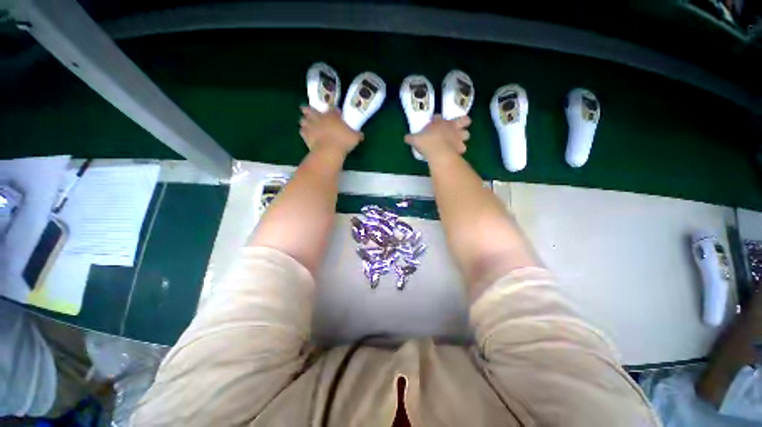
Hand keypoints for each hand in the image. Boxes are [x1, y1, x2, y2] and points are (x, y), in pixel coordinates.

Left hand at [299, 106, 362, 155]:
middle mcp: (320, 118)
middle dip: (308, 109)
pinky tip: (304, 133)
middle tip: (306, 109)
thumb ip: (357, 135)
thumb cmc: (343, 141)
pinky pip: (302, 132)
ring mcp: (311, 126)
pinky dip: (303, 132)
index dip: (333, 111)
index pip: (332, 109)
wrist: (329, 151)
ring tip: (304, 122)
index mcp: (332, 116)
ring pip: (303, 120)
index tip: (335, 113)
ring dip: (304, 120)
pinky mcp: (306, 136)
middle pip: (310, 110)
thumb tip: (361, 135)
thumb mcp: (355, 138)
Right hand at [404, 115, 470, 161]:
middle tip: (457, 128)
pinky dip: (460, 149)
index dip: (436, 120)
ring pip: (467, 134)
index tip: (433, 122)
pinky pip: (463, 147)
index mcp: (439, 122)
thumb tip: (405, 137)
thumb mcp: (415, 139)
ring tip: (459, 141)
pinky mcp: (461, 147)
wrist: (438, 151)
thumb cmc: (426, 142)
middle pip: (463, 120)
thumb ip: (411, 138)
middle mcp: (451, 126)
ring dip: (463, 136)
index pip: (438, 117)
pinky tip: (456, 152)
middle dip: (462, 122)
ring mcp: (458, 136)